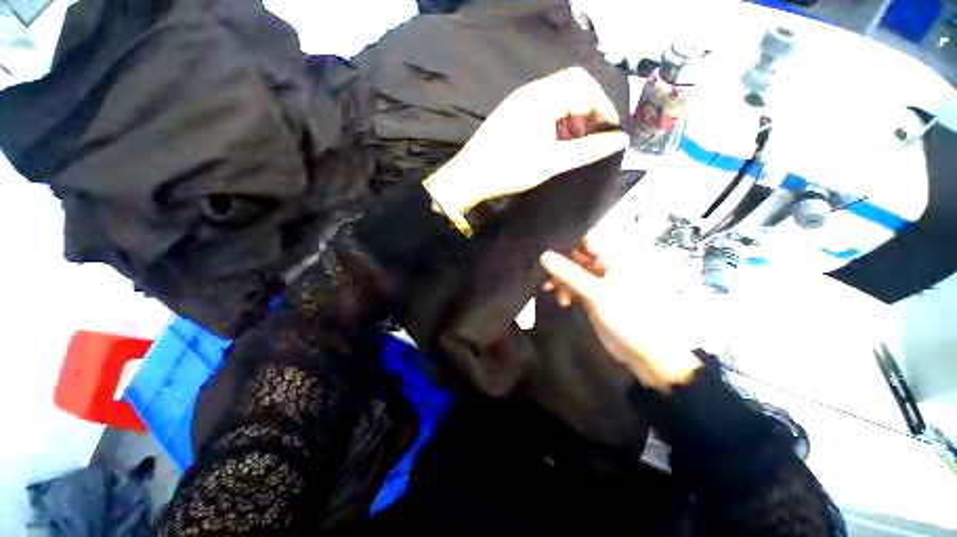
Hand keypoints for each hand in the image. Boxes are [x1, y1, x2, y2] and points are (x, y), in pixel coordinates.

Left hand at [424, 67, 628, 213]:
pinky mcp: (510, 116)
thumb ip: (589, 149)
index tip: (609, 131)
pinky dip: (554, 125)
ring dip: (570, 120)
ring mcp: (517, 103)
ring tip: (573, 146)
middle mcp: (529, 92)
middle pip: (570, 89)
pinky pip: (540, 111)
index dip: (601, 104)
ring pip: (555, 101)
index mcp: (541, 95)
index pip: (583, 83)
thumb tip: (621, 140)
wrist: (470, 178)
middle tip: (590, 140)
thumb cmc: (511, 168)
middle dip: (586, 112)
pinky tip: (553, 145)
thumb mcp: (553, 161)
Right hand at [540, 248, 702, 392]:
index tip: (546, 247)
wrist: (646, 352)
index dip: (566, 242)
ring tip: (549, 288)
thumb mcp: (597, 293)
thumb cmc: (630, 317)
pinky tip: (561, 300)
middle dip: (559, 263)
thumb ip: (570, 274)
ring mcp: (599, 282)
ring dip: (560, 279)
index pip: (587, 240)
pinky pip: (574, 287)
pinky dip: (565, 291)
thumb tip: (543, 255)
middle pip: (577, 256)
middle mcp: (606, 266)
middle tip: (544, 271)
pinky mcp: (593, 297)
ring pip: (573, 272)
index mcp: (615, 258)